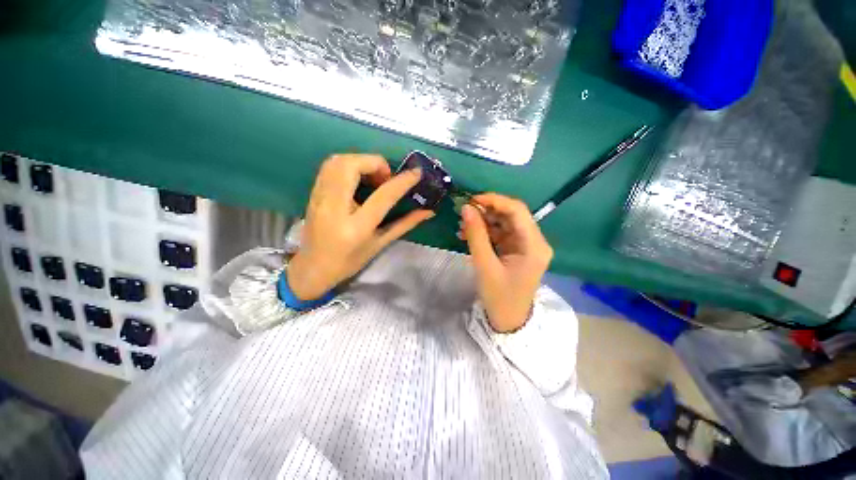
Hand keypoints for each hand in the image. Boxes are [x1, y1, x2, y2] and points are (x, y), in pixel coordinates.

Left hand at [287, 154, 434, 299]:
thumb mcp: (380, 244)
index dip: (402, 181)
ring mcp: (319, 198)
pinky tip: (358, 179)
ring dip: (361, 161)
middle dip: (375, 163)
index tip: (416, 173)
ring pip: (337, 161)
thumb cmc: (349, 261)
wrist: (312, 268)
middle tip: (386, 178)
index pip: (382, 196)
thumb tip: (428, 211)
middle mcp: (334, 207)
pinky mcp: (313, 193)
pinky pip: (330, 167)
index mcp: (356, 227)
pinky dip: (349, 165)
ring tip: (373, 177)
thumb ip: (405, 224)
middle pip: (351, 166)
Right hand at [460, 194, 552, 332]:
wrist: (508, 320)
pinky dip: (485, 232)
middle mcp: (534, 241)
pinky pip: (500, 233)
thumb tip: (466, 208)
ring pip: (504, 223)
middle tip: (464, 213)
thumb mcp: (485, 266)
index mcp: (534, 245)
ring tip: (462, 227)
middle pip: (512, 215)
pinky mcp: (516, 250)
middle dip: (487, 211)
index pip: (518, 211)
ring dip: (484, 221)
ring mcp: (526, 245)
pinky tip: (468, 235)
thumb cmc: (499, 297)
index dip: (495, 200)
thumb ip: (476, 235)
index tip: (472, 200)